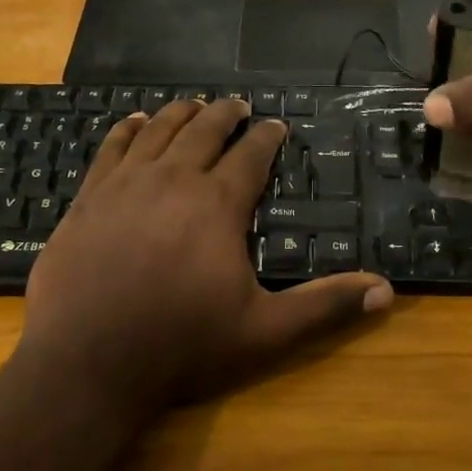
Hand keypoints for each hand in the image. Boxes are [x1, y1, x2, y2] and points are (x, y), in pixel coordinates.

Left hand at [19, 99, 392, 421]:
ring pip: (159, 130)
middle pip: (204, 130)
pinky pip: (112, 147)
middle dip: (226, 113)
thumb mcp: (264, 333)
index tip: (277, 125)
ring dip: (181, 113)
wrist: (85, 365)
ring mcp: (125, 184)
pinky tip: (134, 121)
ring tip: (195, 105)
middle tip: (239, 105)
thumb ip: (325, 307)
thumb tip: (386, 289)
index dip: (268, 136)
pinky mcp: (88, 197)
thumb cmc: (180, 347)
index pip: (251, 154)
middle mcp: (172, 179)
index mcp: (217, 203)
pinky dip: (128, 129)